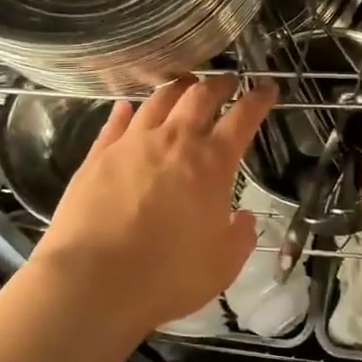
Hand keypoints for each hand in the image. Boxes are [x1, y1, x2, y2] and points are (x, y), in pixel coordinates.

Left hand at [34, 75, 276, 333]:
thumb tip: (242, 218)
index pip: (243, 118)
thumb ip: (239, 237)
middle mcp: (173, 141)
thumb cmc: (168, 276)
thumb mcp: (222, 265)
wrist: (94, 280)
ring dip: (176, 88)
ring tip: (184, 84)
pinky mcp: (97, 156)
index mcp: (211, 164)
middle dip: (218, 83)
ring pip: (157, 101)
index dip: (258, 99)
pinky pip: (116, 123)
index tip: (267, 88)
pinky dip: (127, 110)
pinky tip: (127, 106)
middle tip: (227, 80)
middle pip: (199, 96)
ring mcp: (131, 144)